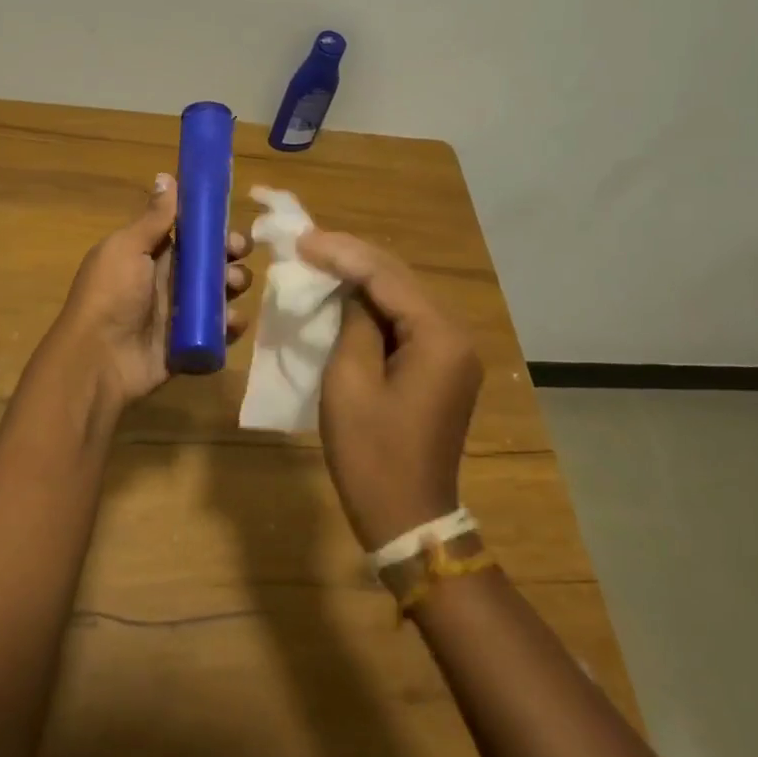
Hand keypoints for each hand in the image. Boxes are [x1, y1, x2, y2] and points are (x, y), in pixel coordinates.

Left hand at [56, 174, 252, 412]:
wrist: (99, 360)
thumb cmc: (110, 294)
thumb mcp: (127, 248)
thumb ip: (153, 217)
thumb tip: (166, 175)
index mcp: (151, 254)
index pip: (191, 234)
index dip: (213, 227)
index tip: (230, 224)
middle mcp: (168, 280)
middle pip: (211, 261)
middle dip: (231, 255)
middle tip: (237, 257)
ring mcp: (180, 314)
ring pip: (220, 293)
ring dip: (235, 285)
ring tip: (233, 287)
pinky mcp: (191, 343)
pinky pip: (220, 330)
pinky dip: (231, 324)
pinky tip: (232, 321)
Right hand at [297, 230, 482, 550]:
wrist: (407, 517)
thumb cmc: (372, 453)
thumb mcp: (350, 381)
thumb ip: (354, 322)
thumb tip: (350, 291)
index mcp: (439, 336)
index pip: (386, 276)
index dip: (342, 253)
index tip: (302, 239)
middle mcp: (455, 335)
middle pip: (400, 279)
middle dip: (353, 258)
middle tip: (308, 242)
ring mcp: (452, 352)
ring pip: (402, 297)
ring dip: (363, 278)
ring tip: (320, 258)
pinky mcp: (441, 367)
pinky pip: (405, 322)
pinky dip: (374, 305)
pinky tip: (345, 294)